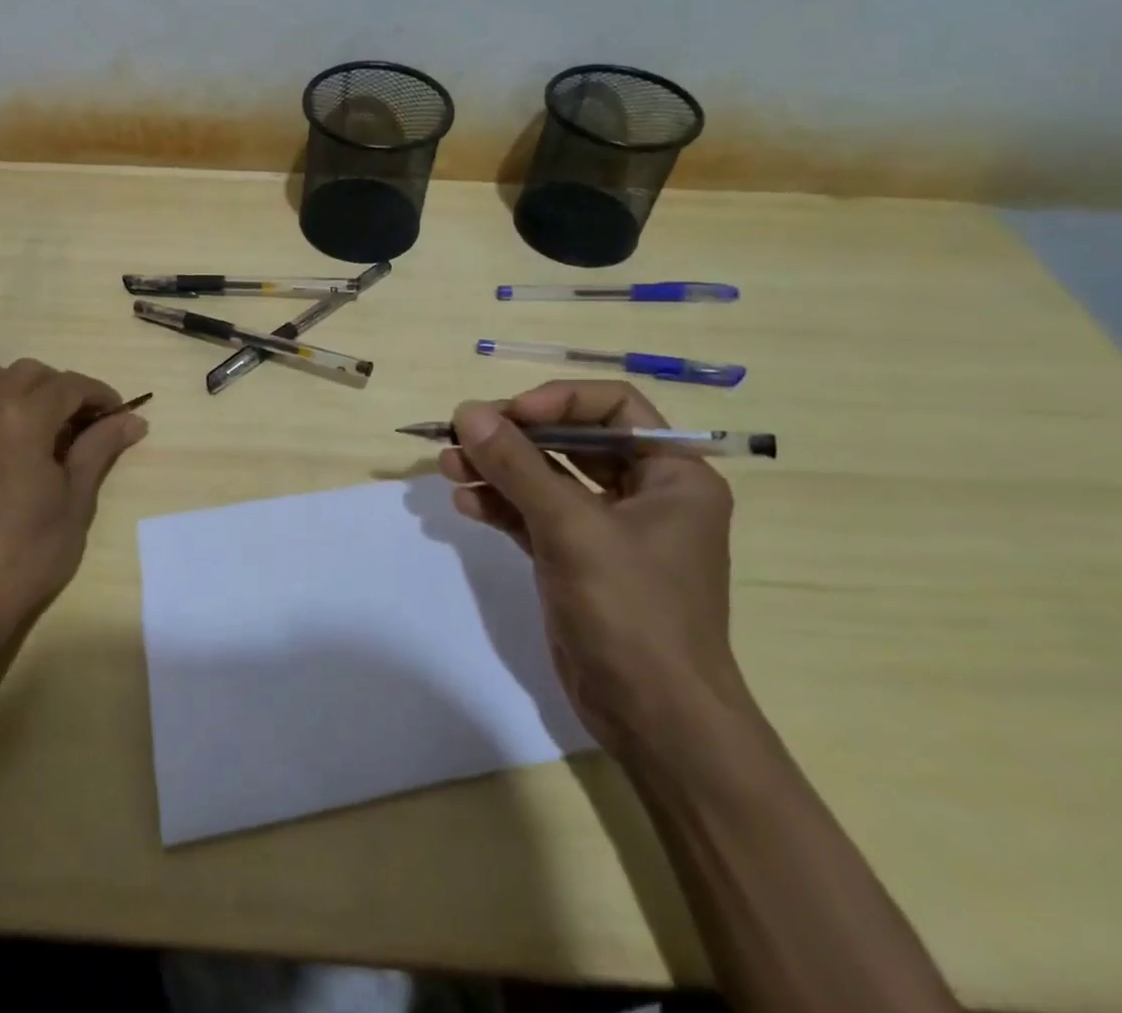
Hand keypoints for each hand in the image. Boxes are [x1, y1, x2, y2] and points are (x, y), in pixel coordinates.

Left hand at [0, 359, 147, 657]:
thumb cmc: (28, 553)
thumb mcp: (76, 499)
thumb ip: (101, 447)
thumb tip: (134, 419)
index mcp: (22, 417)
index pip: (70, 386)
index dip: (101, 395)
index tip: (120, 416)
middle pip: (31, 373)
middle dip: (63, 389)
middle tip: (86, 424)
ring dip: (22, 389)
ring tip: (42, 424)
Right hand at [440, 380, 740, 759]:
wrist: (654, 720)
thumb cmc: (633, 611)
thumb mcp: (572, 528)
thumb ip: (518, 466)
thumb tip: (467, 412)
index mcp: (672, 474)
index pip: (614, 406)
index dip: (559, 400)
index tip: (508, 415)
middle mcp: (644, 493)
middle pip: (571, 439)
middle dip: (515, 436)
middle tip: (462, 433)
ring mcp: (607, 528)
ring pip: (546, 478)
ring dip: (497, 469)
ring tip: (448, 466)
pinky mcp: (576, 559)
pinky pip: (533, 515)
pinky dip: (500, 505)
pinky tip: (465, 503)